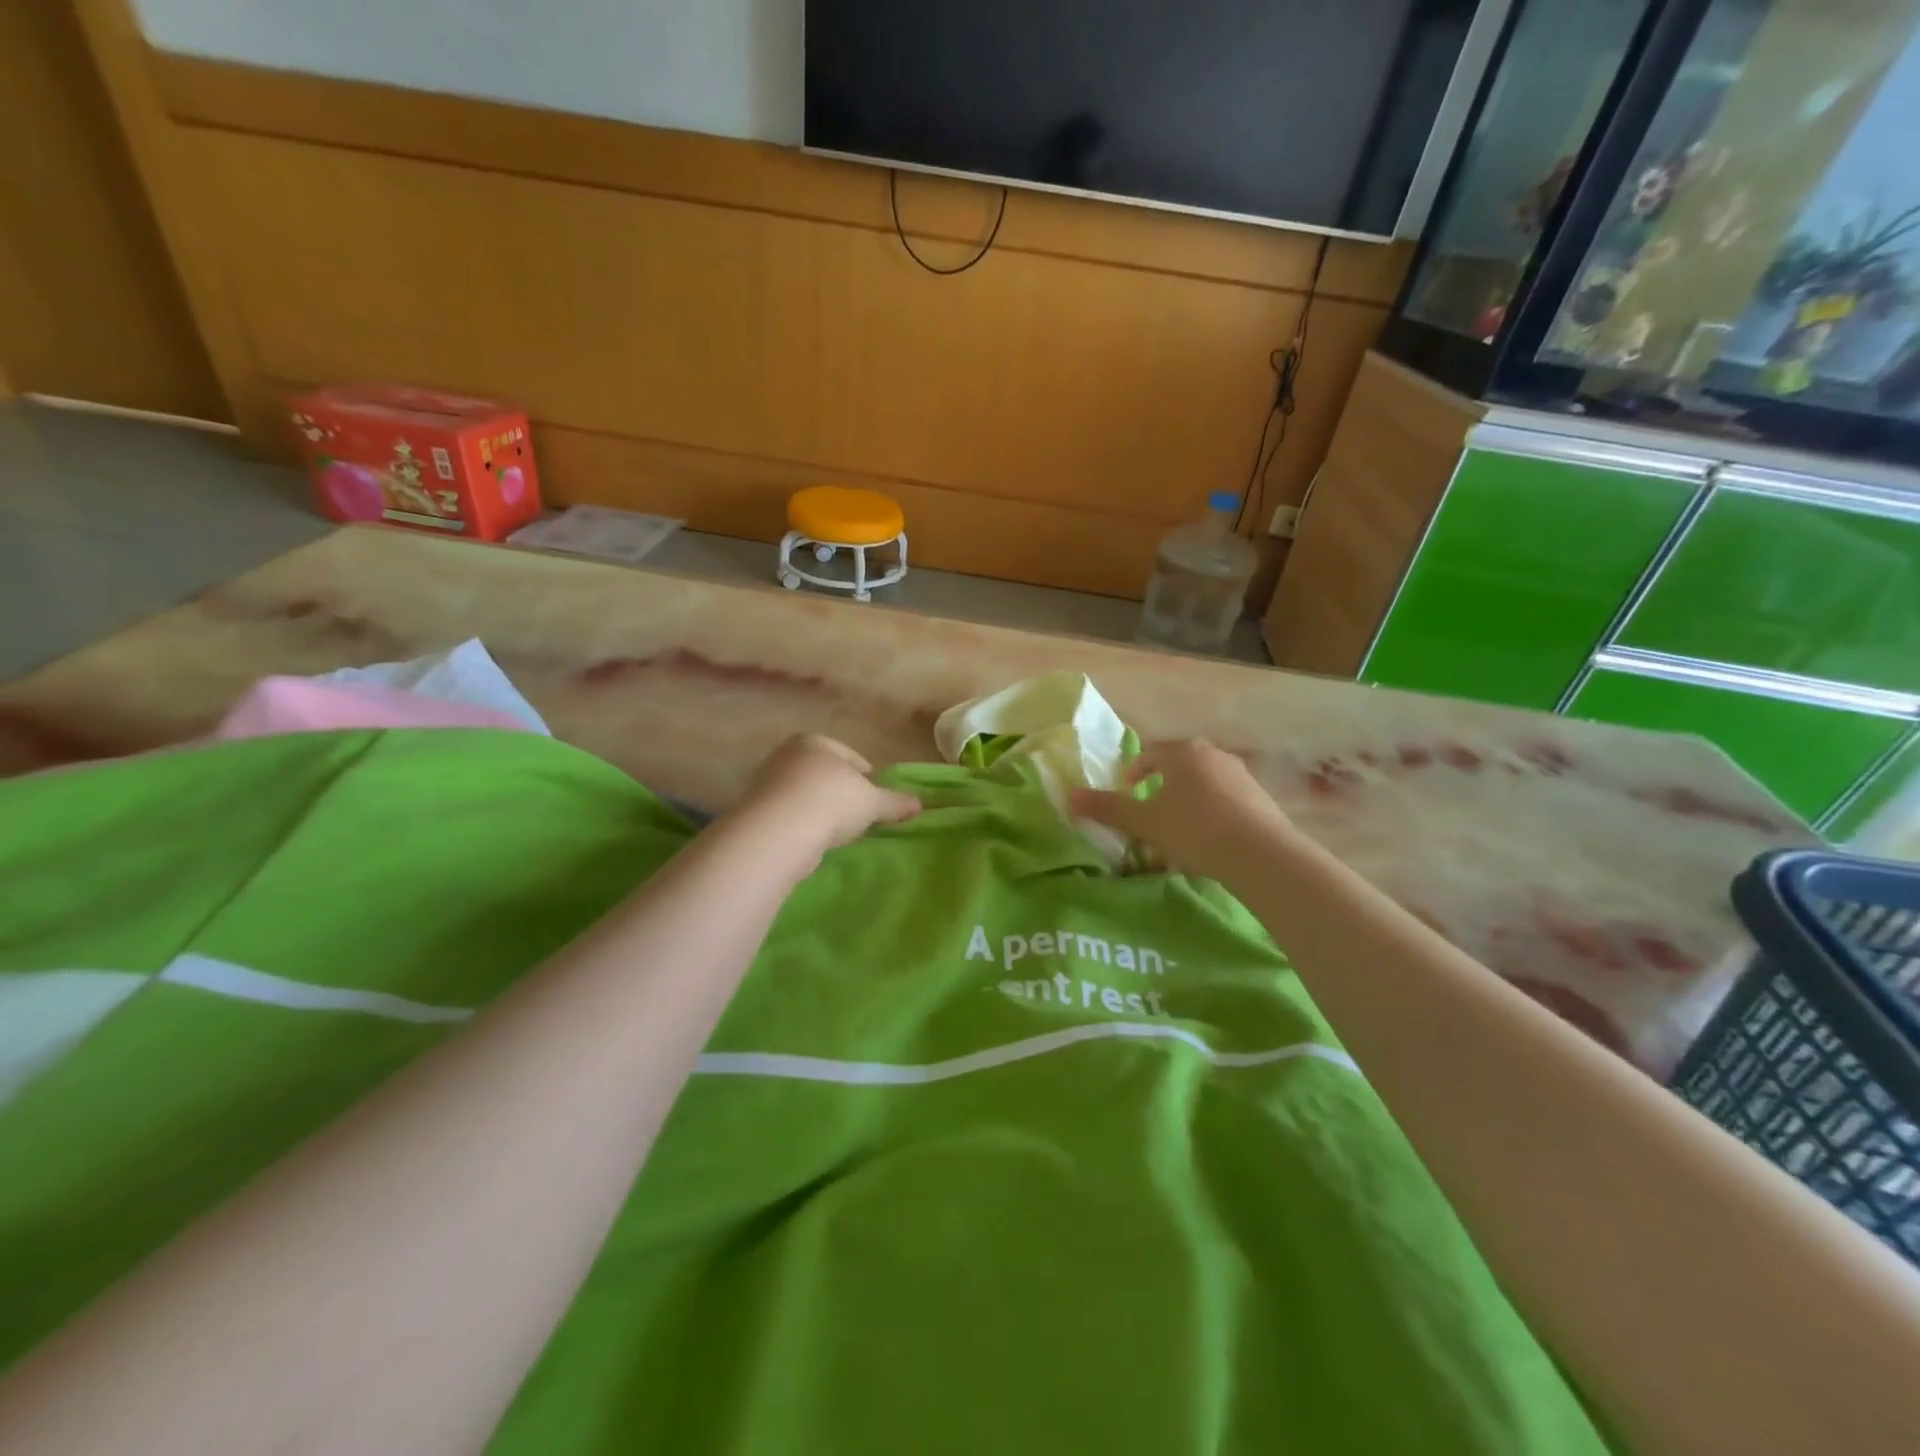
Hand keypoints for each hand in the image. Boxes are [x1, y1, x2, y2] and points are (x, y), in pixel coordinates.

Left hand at [729, 734, 919, 853]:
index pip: (848, 755)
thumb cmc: (831, 801)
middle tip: (857, 812)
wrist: (779, 831)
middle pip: (823, 772)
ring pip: (804, 793)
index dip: (865, 774)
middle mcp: (787, 755)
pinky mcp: (754, 810)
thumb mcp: (872, 802)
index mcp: (815, 742)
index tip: (874, 794)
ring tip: (836, 830)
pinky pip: (788, 814)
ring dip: (819, 809)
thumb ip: (895, 802)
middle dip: (840, 790)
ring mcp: (766, 782)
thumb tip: (919, 804)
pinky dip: (802, 824)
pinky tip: (813, 840)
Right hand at [1071, 740, 1299, 882]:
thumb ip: (1108, 809)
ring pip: (1203, 787)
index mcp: (1183, 752)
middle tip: (1149, 816)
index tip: (1126, 793)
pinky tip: (1207, 846)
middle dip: (1160, 790)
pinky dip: (1210, 818)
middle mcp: (1213, 755)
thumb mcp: (1144, 821)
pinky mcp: (1262, 800)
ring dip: (1186, 806)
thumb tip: (1070, 797)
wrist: (1261, 854)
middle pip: (1178, 768)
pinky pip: (1225, 804)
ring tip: (1177, 836)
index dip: (1133, 773)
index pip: (1149, 754)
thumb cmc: (1194, 828)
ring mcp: (1242, 776)